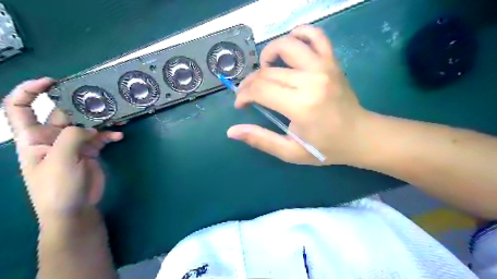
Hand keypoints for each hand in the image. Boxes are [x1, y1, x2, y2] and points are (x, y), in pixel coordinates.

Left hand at [2, 78, 122, 223]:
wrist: (74, 209)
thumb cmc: (57, 187)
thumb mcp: (60, 160)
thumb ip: (72, 137)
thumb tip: (90, 127)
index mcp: (33, 138)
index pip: (20, 108)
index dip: (30, 91)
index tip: (51, 82)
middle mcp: (52, 138)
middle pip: (63, 113)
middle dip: (80, 106)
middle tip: (100, 101)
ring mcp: (73, 145)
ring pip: (86, 124)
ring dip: (100, 120)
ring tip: (116, 117)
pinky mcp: (89, 152)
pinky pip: (100, 138)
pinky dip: (110, 136)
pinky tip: (119, 137)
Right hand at [227, 25, 370, 165]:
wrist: (360, 136)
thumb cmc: (325, 148)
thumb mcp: (290, 152)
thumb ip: (261, 140)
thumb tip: (232, 131)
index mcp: (301, 106)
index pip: (260, 90)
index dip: (244, 95)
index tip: (241, 104)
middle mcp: (311, 80)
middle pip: (268, 71)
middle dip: (250, 82)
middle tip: (248, 94)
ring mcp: (324, 67)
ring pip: (286, 45)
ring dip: (268, 54)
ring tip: (265, 70)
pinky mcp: (332, 61)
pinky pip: (315, 35)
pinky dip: (299, 34)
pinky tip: (290, 47)